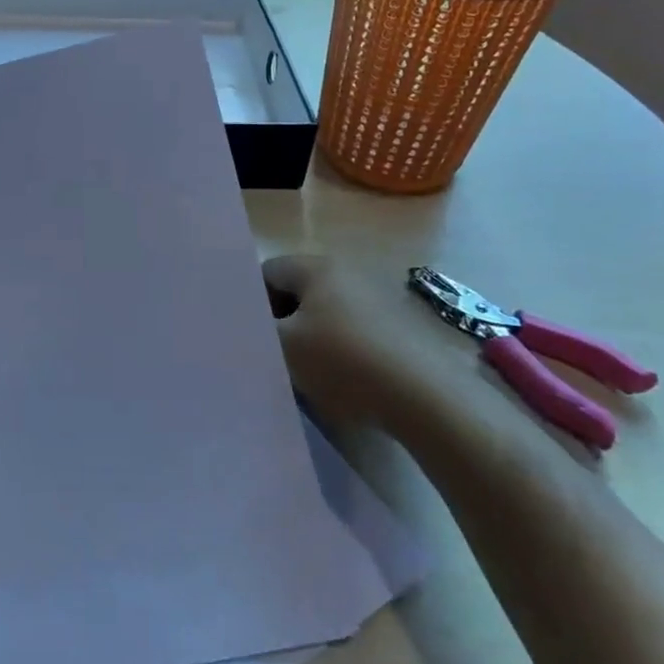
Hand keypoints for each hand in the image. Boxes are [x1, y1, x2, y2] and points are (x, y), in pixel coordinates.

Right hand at [262, 253, 467, 431]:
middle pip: (297, 290)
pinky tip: (342, 378)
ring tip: (306, 372)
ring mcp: (377, 296)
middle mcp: (347, 270)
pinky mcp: (398, 324)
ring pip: (325, 311)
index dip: (251, 302)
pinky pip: (353, 329)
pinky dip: (340, 348)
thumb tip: (238, 322)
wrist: (425, 397)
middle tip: (274, 355)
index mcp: (316, 266)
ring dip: (309, 336)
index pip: (266, 271)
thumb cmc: (344, 362)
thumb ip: (254, 330)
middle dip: (280, 320)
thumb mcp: (284, 347)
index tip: (251, 336)